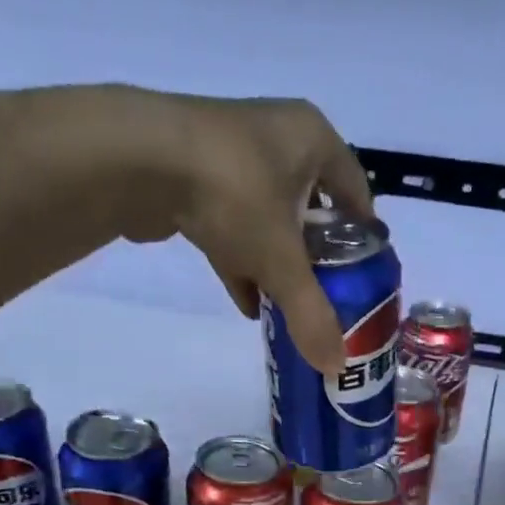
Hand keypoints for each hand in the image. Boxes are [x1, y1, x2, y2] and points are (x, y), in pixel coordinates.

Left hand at [121, 91, 373, 373]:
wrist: (138, 161)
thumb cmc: (235, 194)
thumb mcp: (282, 261)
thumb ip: (311, 314)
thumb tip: (335, 367)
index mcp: (313, 139)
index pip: (356, 190)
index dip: (364, 235)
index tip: (366, 275)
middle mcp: (276, 137)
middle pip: (312, 207)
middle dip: (318, 255)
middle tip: (328, 297)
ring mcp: (232, 154)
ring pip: (269, 218)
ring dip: (277, 262)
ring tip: (289, 307)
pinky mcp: (194, 176)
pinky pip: (231, 224)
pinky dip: (241, 261)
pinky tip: (248, 303)